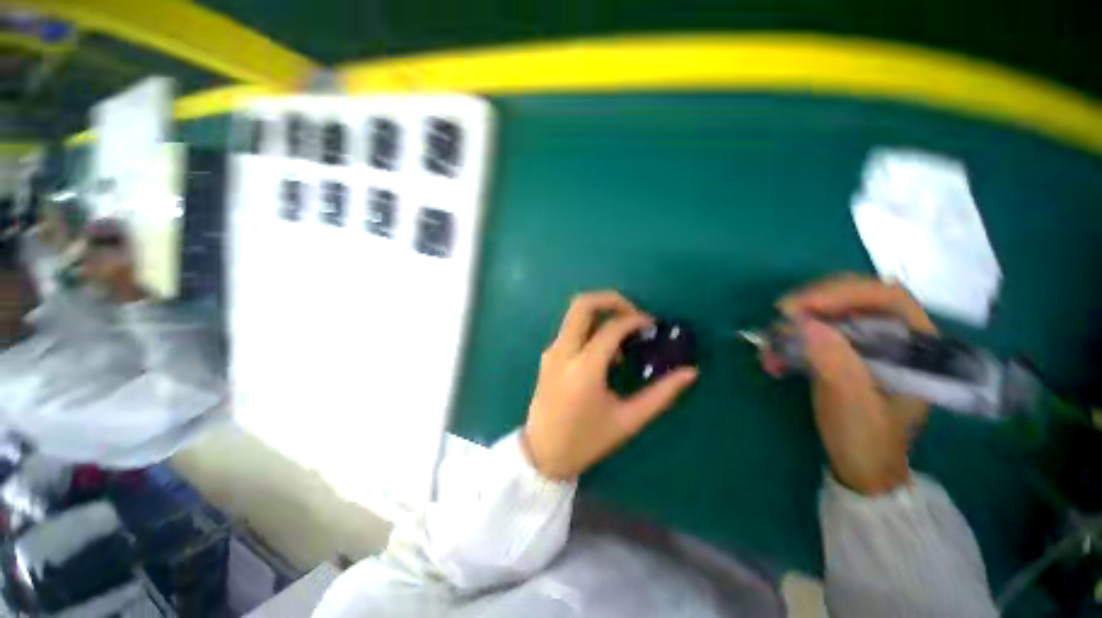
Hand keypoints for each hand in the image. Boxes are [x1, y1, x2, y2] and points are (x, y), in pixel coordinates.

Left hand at [523, 291, 698, 480]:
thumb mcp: (628, 421)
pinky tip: (605, 354)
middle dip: (612, 299)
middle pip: (583, 304)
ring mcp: (552, 351)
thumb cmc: (587, 441)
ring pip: (575, 313)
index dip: (636, 320)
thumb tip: (690, 372)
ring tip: (622, 341)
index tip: (652, 326)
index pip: (611, 327)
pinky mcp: (548, 355)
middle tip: (633, 315)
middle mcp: (563, 352)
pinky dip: (591, 328)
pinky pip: (571, 329)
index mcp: (584, 368)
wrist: (543, 452)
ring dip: (601, 314)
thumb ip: (661, 394)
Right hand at [777, 275, 935, 494]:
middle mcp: (893, 336)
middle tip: (780, 315)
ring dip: (795, 323)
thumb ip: (836, 362)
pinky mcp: (841, 352)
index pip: (886, 298)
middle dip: (813, 302)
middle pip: (853, 297)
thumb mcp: (854, 405)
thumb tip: (805, 323)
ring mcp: (865, 343)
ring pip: (828, 312)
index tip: (802, 306)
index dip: (844, 293)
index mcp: (916, 346)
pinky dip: (789, 339)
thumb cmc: (868, 440)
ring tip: (769, 345)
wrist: (859, 468)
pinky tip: (773, 357)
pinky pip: (812, 331)